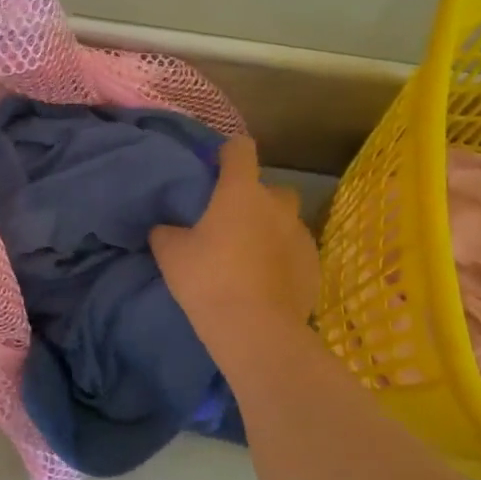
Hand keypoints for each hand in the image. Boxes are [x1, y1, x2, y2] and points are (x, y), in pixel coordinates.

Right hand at [153, 137, 319, 348]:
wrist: (256, 329)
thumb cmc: (208, 280)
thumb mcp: (170, 254)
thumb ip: (166, 232)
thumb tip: (166, 228)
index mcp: (241, 192)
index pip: (240, 149)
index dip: (228, 153)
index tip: (216, 168)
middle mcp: (277, 205)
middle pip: (270, 188)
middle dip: (255, 199)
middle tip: (232, 223)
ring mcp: (301, 235)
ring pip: (286, 221)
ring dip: (270, 230)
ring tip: (250, 256)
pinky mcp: (314, 265)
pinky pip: (296, 252)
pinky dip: (283, 259)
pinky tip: (267, 281)